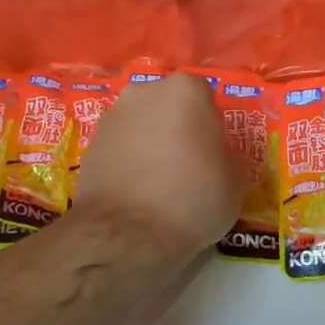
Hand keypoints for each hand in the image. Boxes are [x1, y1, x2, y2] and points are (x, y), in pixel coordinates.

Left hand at [73, 73, 244, 257]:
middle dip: (177, 127)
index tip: (213, 153)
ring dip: (150, 142)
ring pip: (142, 123)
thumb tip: (218, 157)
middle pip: (169, 105)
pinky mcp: (90, 143)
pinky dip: (128, 160)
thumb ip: (227, 157)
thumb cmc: (192, 199)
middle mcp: (146, 91)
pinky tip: (135, 191)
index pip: (205, 98)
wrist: (126, 234)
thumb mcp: (234, 182)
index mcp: (186, 90)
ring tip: (158, 182)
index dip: (211, 126)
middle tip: (187, 164)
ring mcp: (113, 115)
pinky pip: (119, 146)